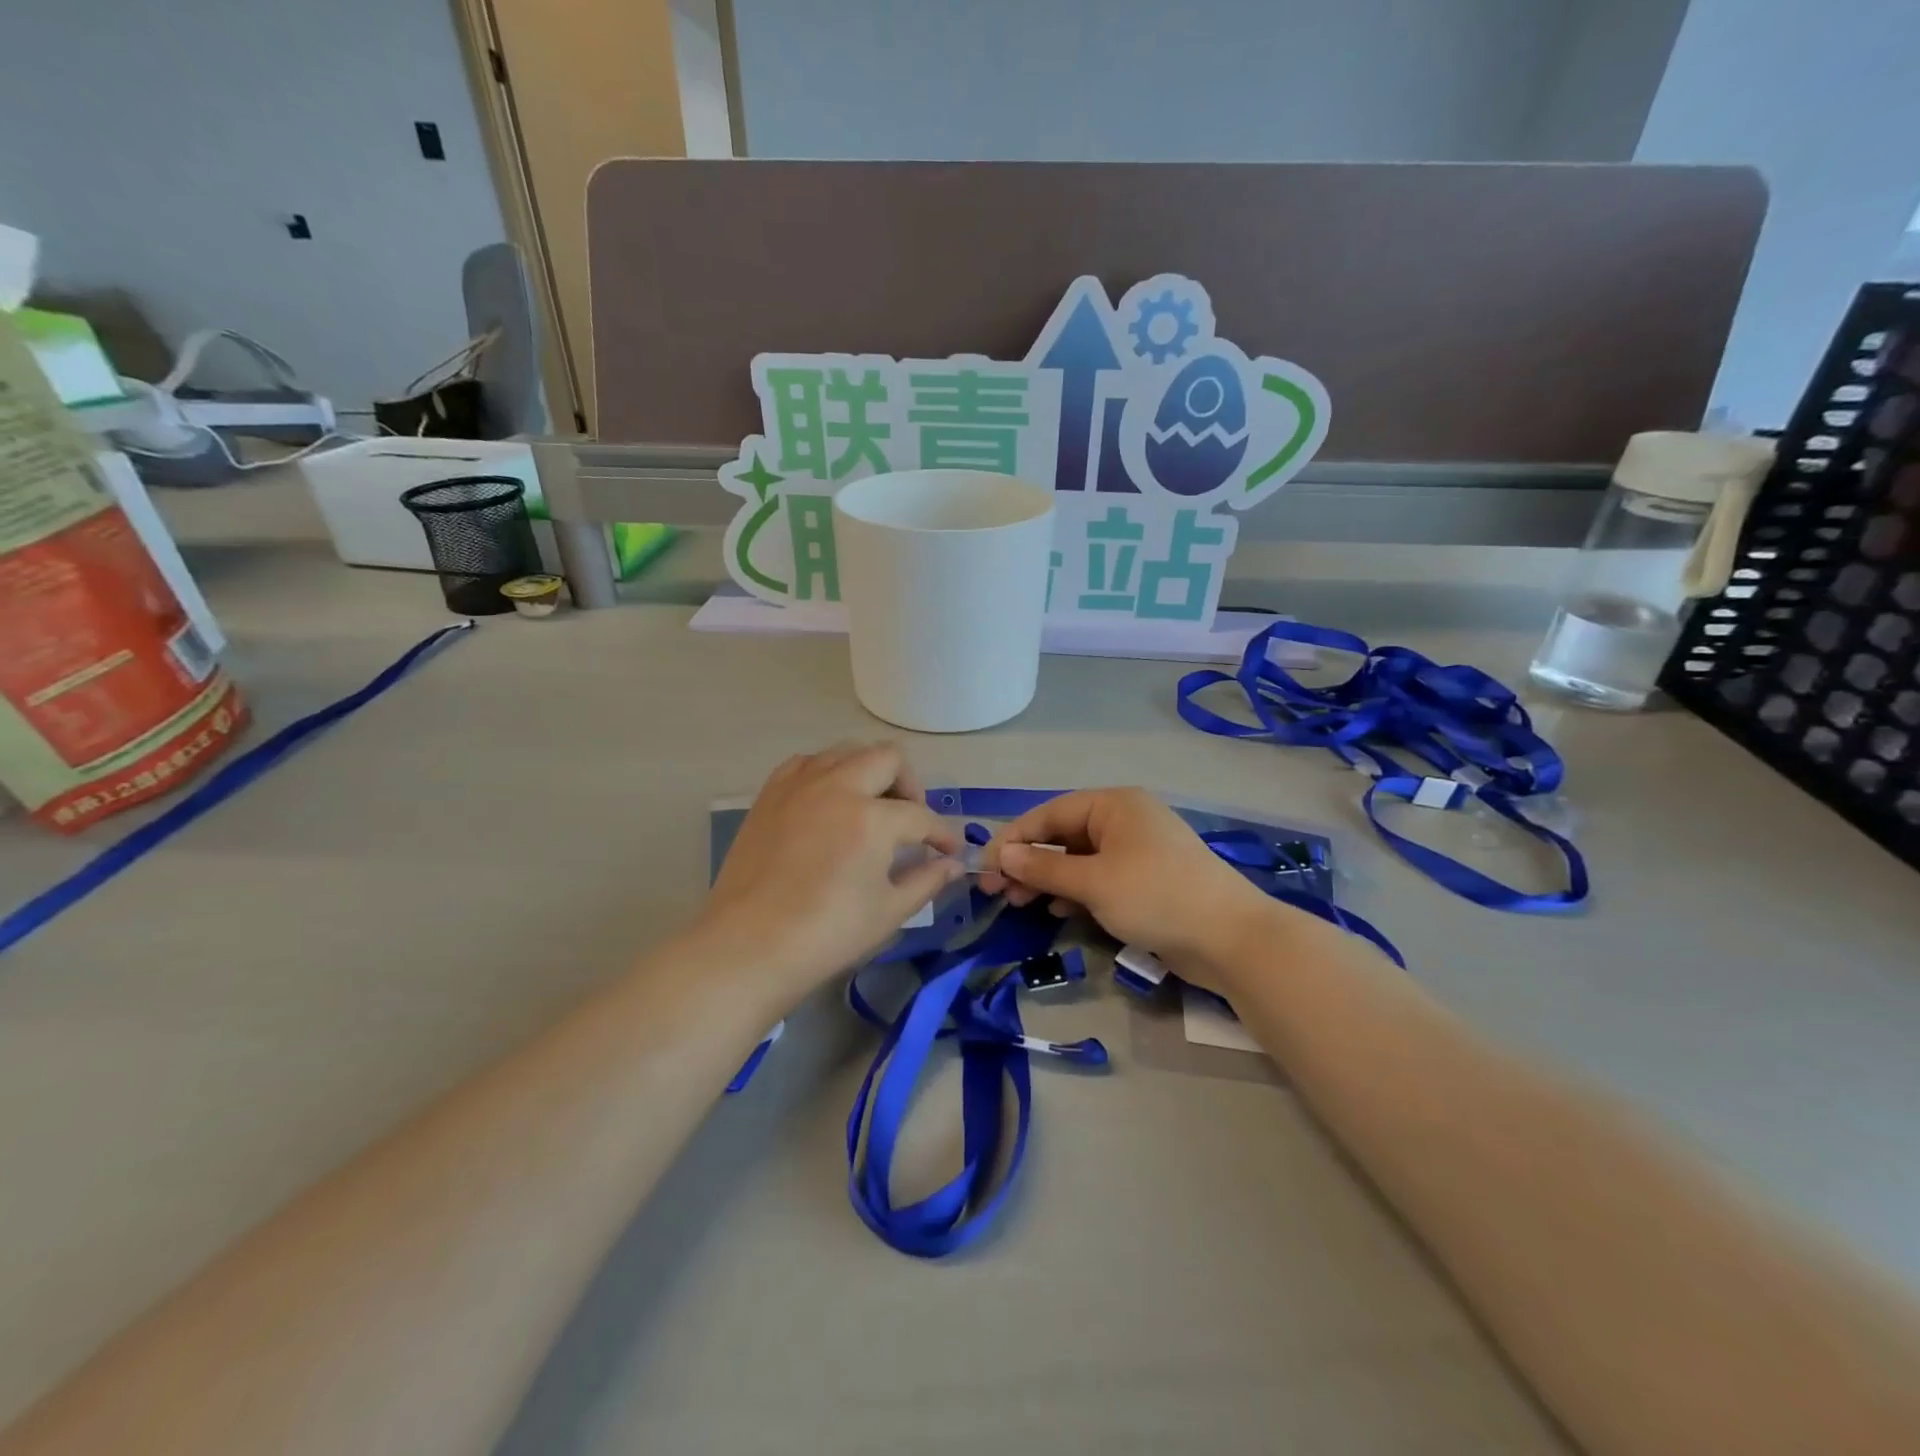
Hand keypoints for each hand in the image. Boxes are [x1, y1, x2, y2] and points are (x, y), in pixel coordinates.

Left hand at [695, 742, 961, 1003]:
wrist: (749, 946)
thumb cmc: (826, 934)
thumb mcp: (888, 912)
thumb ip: (927, 881)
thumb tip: (952, 865)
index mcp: (872, 818)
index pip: (921, 817)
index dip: (942, 835)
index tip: (950, 851)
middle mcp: (837, 787)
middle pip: (888, 759)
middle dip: (910, 786)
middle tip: (910, 820)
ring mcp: (800, 785)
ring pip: (846, 751)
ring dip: (869, 772)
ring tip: (869, 807)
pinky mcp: (770, 794)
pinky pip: (807, 763)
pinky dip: (827, 773)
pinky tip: (828, 802)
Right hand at [978, 789, 1281, 993]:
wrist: (1231, 938)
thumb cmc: (1156, 896)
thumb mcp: (1093, 882)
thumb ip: (1043, 868)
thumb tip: (1001, 854)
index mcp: (1113, 805)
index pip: (1050, 814)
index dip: (1013, 839)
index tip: (983, 866)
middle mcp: (1124, 820)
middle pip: (1062, 836)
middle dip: (1028, 862)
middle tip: (996, 892)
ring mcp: (1137, 850)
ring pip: (1078, 860)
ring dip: (1047, 880)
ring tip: (1018, 904)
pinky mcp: (1146, 880)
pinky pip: (1098, 878)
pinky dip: (1074, 891)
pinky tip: (1056, 910)